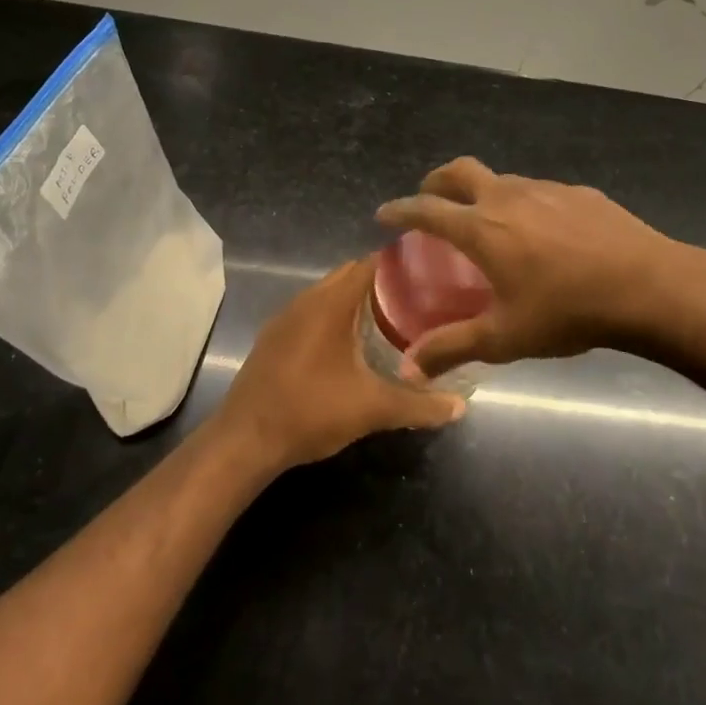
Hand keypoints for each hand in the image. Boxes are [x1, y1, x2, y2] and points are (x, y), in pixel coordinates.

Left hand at [212, 258, 464, 471]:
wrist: (245, 440)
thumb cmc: (311, 411)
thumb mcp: (372, 409)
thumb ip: (419, 405)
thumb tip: (460, 406)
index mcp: (331, 303)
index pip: (371, 263)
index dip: (401, 264)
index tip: (430, 273)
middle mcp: (307, 299)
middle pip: (351, 275)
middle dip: (383, 283)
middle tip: (419, 301)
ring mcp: (285, 318)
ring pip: (329, 294)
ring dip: (357, 301)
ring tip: (392, 320)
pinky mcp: (274, 338)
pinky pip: (312, 312)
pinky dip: (335, 317)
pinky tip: (352, 345)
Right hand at [376, 157, 674, 375]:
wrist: (649, 286)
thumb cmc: (568, 311)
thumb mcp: (504, 337)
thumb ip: (452, 348)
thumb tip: (407, 368)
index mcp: (482, 228)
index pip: (426, 209)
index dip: (400, 210)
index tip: (384, 215)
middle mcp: (508, 197)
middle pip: (459, 171)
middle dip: (436, 181)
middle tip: (431, 200)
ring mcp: (546, 189)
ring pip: (501, 179)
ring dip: (483, 192)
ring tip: (488, 222)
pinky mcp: (579, 192)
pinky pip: (538, 191)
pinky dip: (523, 203)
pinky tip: (543, 233)